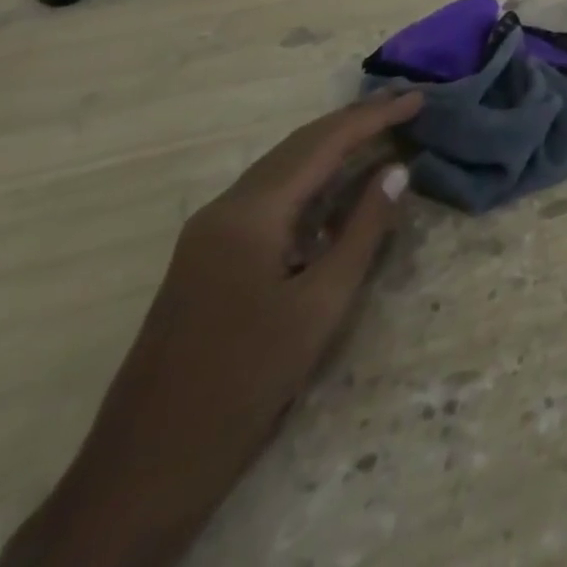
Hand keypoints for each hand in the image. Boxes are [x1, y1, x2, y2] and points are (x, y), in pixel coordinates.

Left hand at [0, 90, 423, 566]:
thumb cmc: (246, 381)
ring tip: (380, 128)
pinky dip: (311, 175)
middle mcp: (225, 208)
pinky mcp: (207, 256)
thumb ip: (363, 229)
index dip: (376, 117)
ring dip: (332, 144)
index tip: (421, 98)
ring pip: (282, 167)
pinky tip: (335, 181)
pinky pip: (269, 194)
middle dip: (354, 120)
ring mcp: (209, 232)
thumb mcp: (322, 304)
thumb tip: (396, 170)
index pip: (324, 143)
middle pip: (299, 145)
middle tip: (406, 104)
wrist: (146, 468)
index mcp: (251, 213)